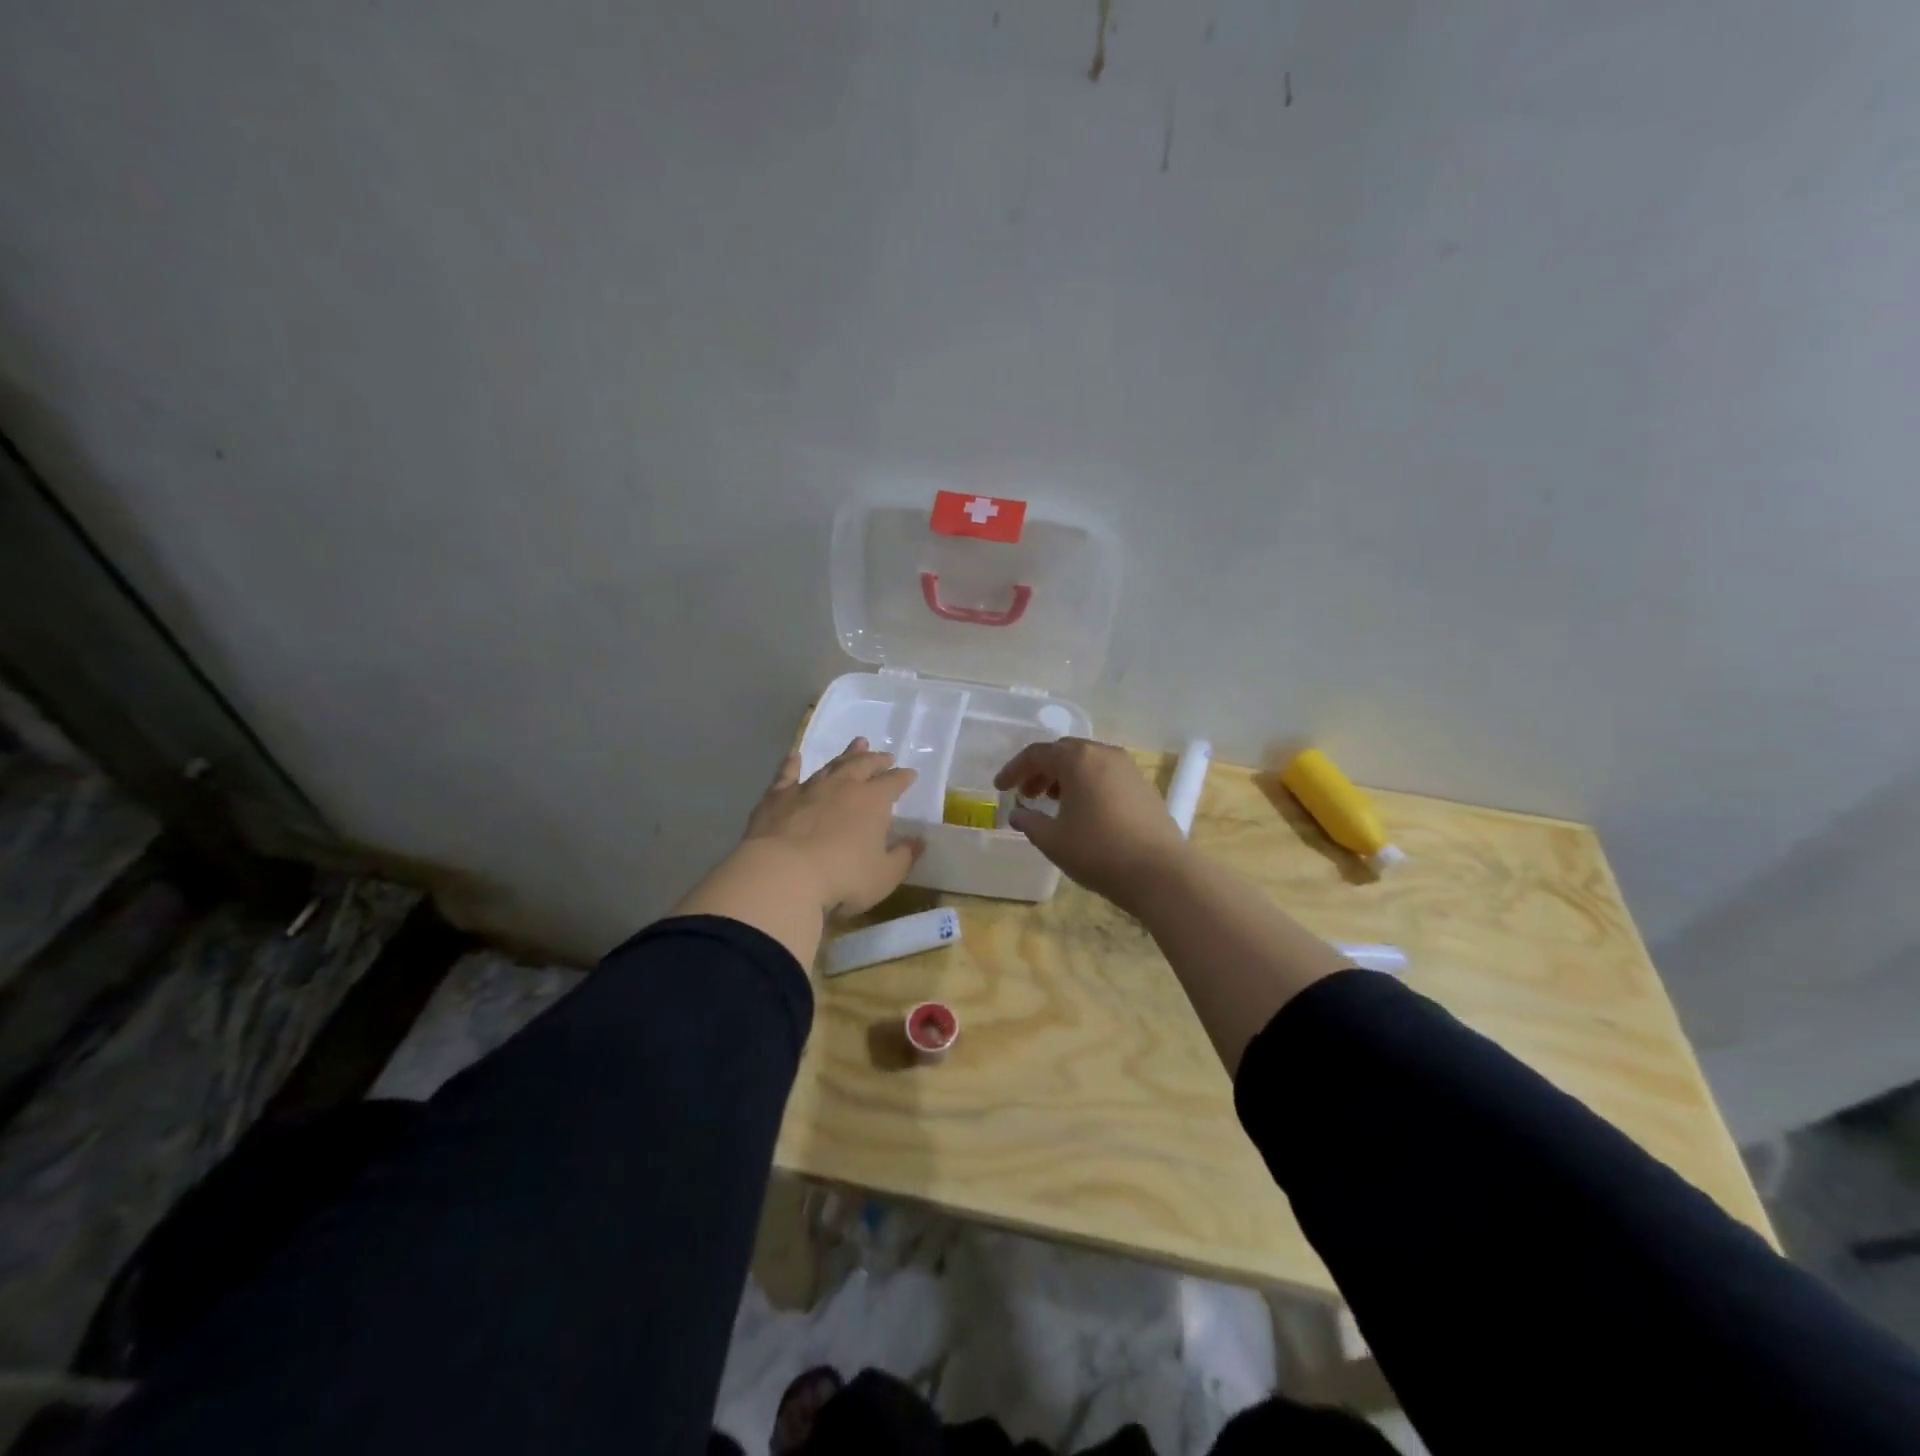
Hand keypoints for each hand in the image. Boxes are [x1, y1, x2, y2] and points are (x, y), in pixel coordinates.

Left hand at [741, 738, 921, 917]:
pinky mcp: (777, 797)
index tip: (910, 775)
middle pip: (863, 765)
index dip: (903, 778)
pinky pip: (787, 774)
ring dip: (846, 755)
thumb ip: (903, 857)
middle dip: (877, 760)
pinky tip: (793, 755)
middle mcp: (843, 786)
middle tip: (884, 756)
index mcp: (873, 801)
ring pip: (831, 765)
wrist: (782, 875)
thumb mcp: (884, 876)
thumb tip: (918, 841)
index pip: (894, 782)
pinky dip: (791, 764)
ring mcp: (808, 788)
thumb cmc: (842, 878)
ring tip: (857, 744)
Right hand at [994, 738, 1190, 910]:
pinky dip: (1086, 783)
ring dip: (1064, 776)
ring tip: (1052, 802)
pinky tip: (1082, 810)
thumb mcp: (1053, 840)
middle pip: (1063, 752)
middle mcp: (1103, 753)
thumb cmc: (1098, 851)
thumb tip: (1017, 813)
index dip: (1014, 770)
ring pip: (1087, 762)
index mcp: (1077, 759)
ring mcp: (1127, 768)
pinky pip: (1105, 774)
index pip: (1036, 754)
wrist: (1160, 872)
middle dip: (1040, 770)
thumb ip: (1029, 822)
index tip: (1000, 788)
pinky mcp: (1143, 785)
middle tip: (1025, 794)